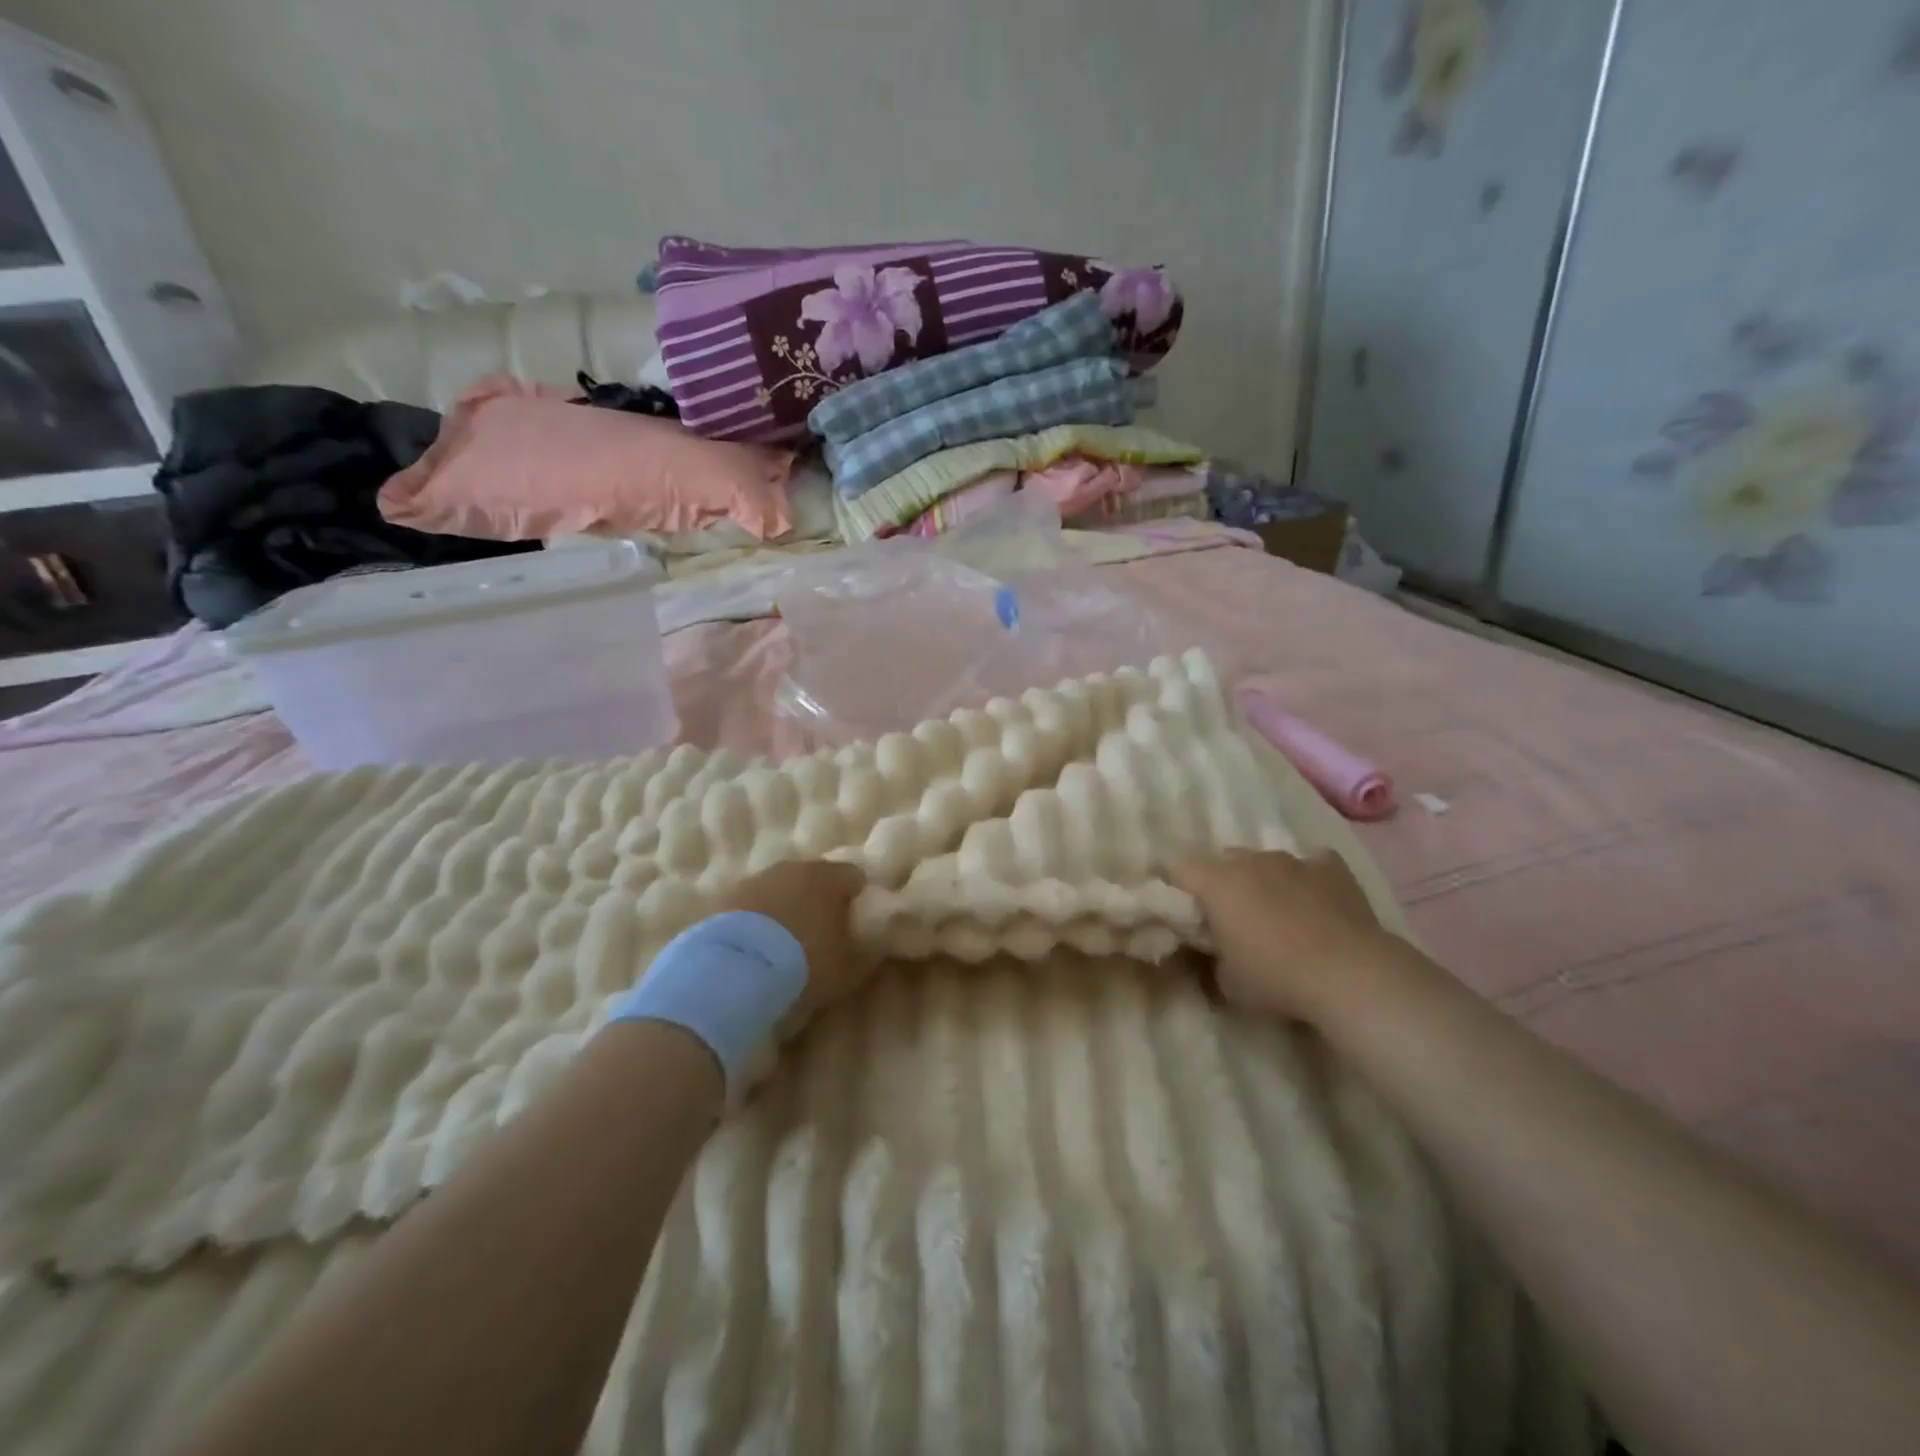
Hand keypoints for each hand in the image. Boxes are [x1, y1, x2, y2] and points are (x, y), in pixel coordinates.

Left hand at [713, 859, 870, 1019]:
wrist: (735, 971)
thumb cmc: (804, 964)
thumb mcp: (847, 968)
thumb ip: (866, 952)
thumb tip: (876, 944)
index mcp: (828, 878)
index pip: (853, 875)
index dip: (856, 896)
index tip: (855, 919)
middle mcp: (794, 868)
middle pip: (814, 876)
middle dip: (818, 897)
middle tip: (820, 928)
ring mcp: (757, 879)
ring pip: (780, 887)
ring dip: (785, 904)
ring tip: (784, 939)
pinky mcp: (726, 897)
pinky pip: (752, 903)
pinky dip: (757, 917)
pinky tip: (756, 943)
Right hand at [1170, 850, 1392, 1021]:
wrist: (1351, 976)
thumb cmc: (1276, 978)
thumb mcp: (1226, 982)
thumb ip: (1210, 957)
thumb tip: (1210, 951)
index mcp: (1216, 882)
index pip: (1178, 868)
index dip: (1177, 889)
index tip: (1185, 914)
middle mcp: (1250, 860)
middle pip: (1222, 860)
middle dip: (1222, 883)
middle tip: (1231, 919)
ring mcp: (1293, 860)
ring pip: (1265, 861)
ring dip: (1264, 881)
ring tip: (1278, 915)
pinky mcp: (1331, 867)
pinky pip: (1311, 865)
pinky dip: (1308, 881)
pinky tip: (1317, 905)